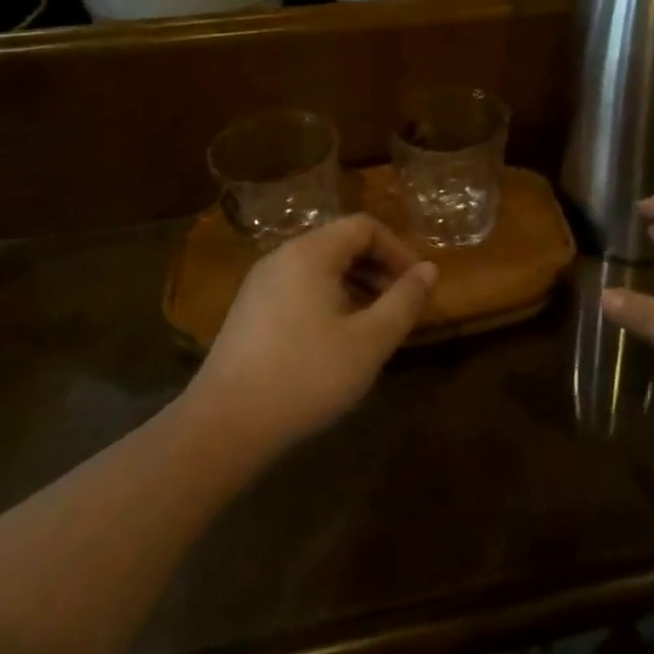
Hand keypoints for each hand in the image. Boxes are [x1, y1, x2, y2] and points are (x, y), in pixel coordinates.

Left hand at [189, 214, 436, 452]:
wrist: (223, 426)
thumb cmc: (305, 376)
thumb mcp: (369, 342)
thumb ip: (404, 301)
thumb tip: (429, 270)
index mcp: (310, 253)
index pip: (364, 226)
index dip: (397, 250)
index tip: (416, 285)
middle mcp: (282, 257)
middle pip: (341, 243)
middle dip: (378, 268)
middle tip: (401, 305)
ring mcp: (260, 284)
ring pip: (320, 267)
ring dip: (356, 285)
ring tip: (375, 323)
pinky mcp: (249, 311)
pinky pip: (299, 287)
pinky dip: (329, 299)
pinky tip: (337, 339)